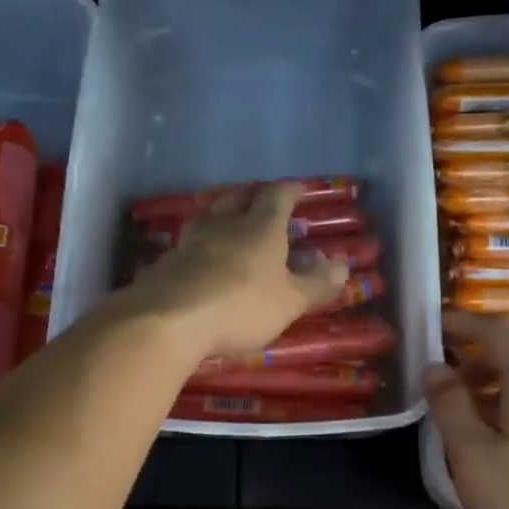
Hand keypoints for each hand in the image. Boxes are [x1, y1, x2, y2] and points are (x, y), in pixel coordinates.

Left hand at [126, 182, 348, 360]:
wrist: (168, 320)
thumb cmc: (240, 306)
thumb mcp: (289, 302)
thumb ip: (316, 284)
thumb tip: (343, 265)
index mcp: (260, 227)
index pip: (277, 196)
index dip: (290, 191)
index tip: (299, 189)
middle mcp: (223, 224)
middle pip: (237, 198)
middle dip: (252, 197)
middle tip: (262, 203)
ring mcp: (190, 241)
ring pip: (209, 219)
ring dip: (222, 219)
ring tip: (230, 229)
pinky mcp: (165, 263)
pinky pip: (188, 247)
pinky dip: (201, 249)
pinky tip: (201, 263)